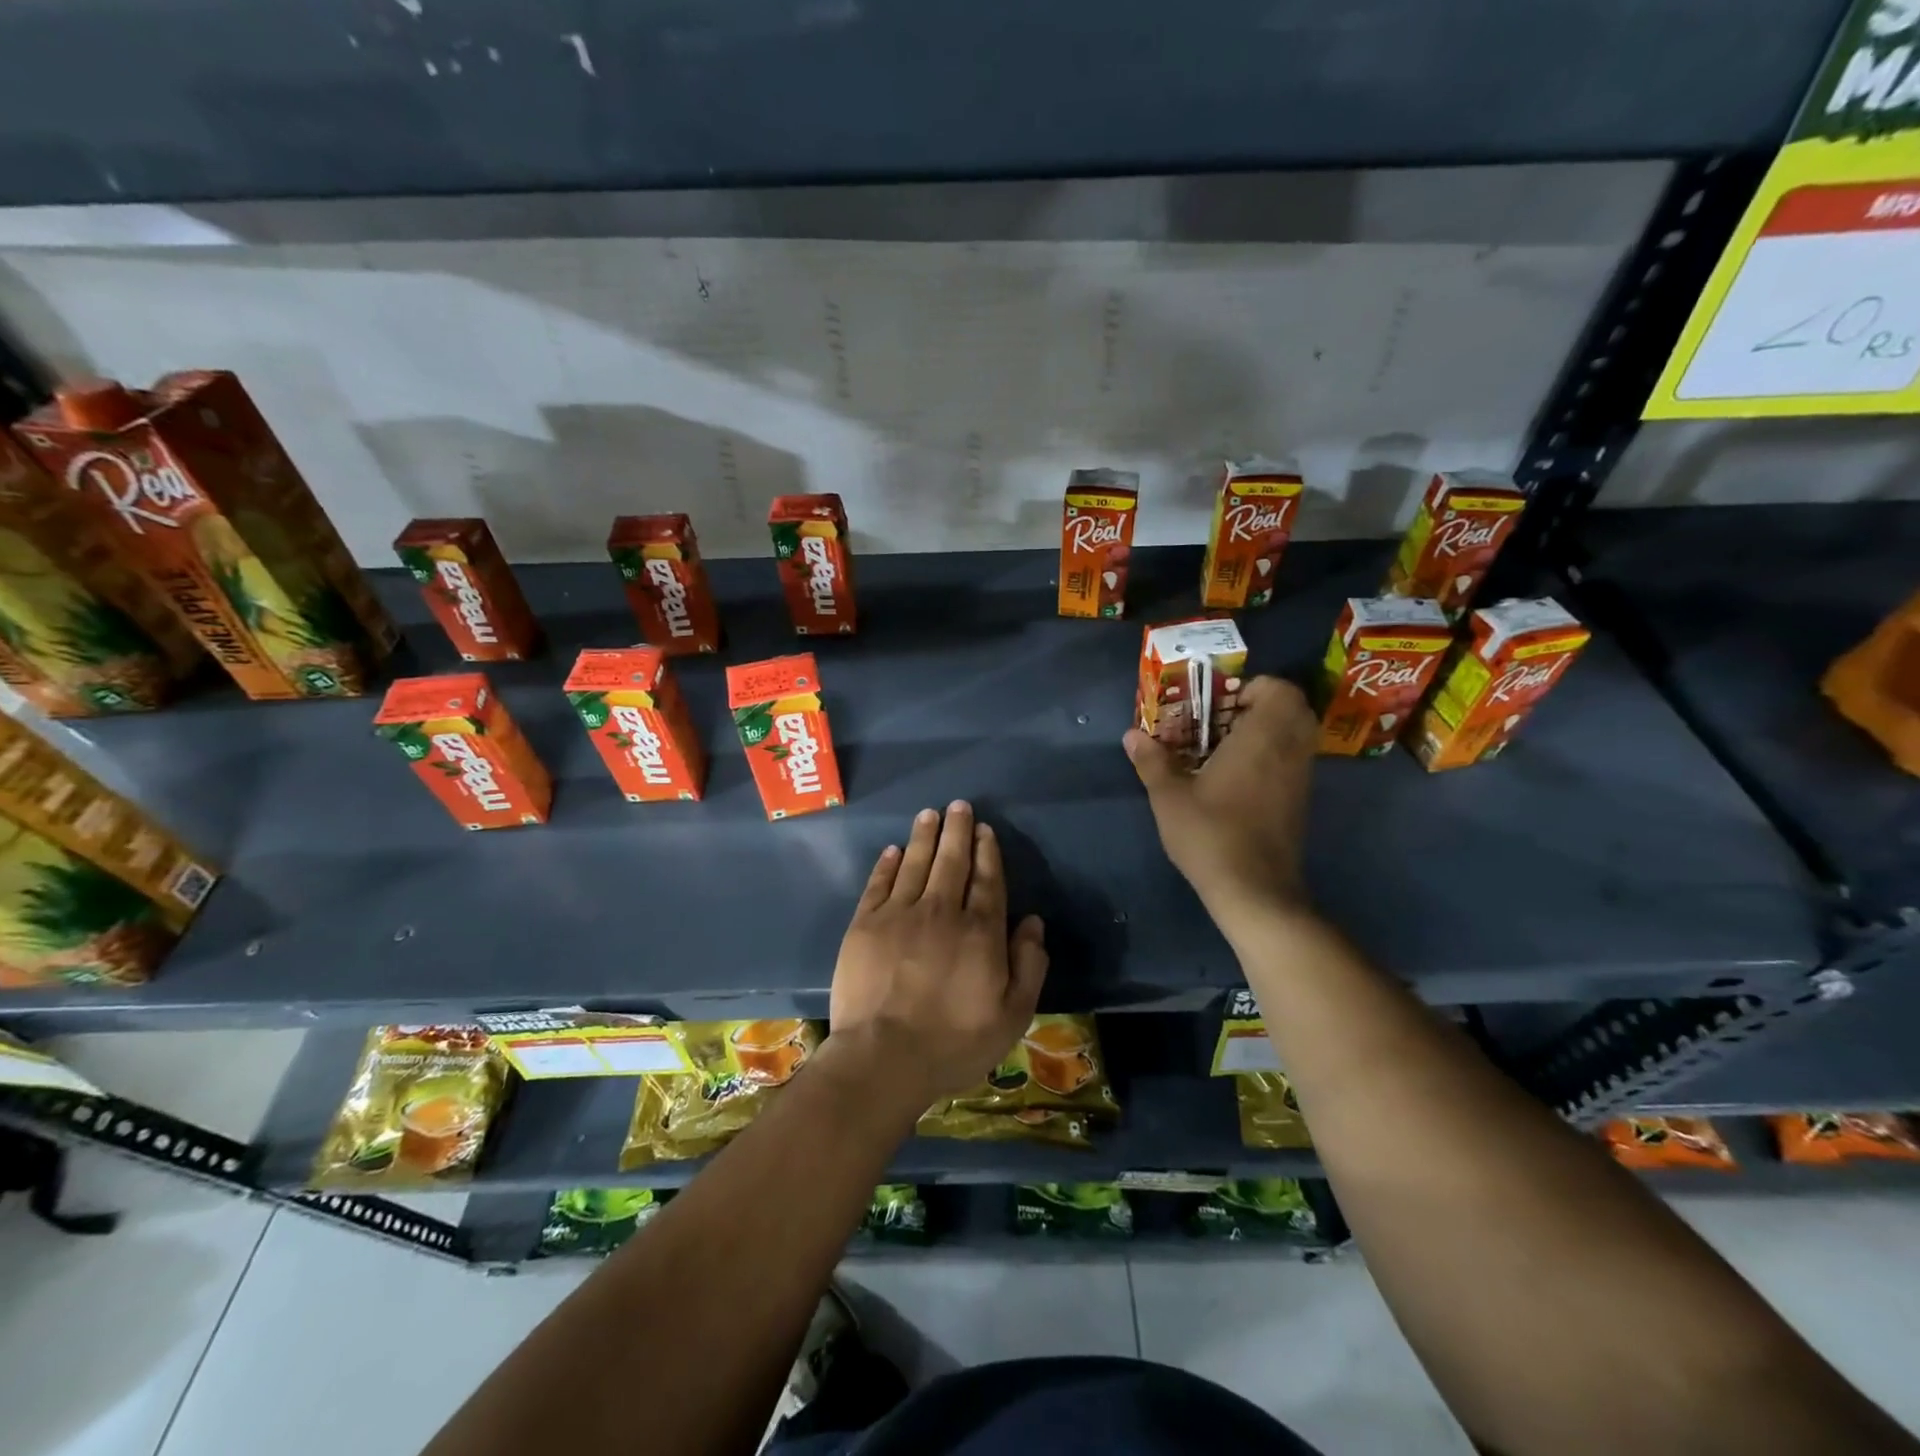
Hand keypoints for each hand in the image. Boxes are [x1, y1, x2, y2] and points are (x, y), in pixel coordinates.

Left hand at [827, 801, 1048, 1114]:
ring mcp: (899, 914)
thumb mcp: (1012, 1015)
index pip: (987, 880)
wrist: (883, 1058)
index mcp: (980, 931)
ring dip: (924, 836)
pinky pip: (878, 884)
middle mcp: (941, 911)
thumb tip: (1033, 922)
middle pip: (952, 861)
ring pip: (915, 863)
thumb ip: (1029, 965)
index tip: (984, 829)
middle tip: (958, 805)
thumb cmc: (954, 1043)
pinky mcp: (865, 925)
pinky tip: (893, 850)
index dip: (987, 851)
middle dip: (957, 831)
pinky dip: (887, 864)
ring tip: (929, 814)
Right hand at [1124, 675, 1316, 931]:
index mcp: (1262, 737)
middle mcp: (1290, 751)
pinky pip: (1293, 761)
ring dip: (1267, 733)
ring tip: (1224, 749)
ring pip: (1296, 737)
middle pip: (1294, 709)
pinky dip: (1272, 757)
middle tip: (1222, 721)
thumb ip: (1153, 761)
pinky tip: (1236, 780)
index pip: (1280, 690)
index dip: (1254, 688)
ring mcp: (1300, 778)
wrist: (1255, 890)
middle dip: (1261, 707)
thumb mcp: (1170, 797)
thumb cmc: (1211, 834)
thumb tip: (1132, 735)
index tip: (1219, 704)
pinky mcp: (1300, 803)